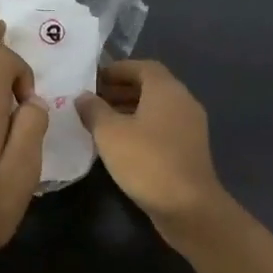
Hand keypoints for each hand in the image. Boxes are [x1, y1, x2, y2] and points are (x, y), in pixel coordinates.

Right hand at [77, 61, 226, 237]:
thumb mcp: (110, 133)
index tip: (92, 79)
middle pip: (150, 87)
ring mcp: (190, 127)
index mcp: (167, 89)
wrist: (188, 206)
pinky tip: (120, 146)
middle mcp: (183, 101)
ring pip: (156, 110)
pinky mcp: (189, 150)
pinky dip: (141, 129)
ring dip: (129, 111)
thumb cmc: (146, 161)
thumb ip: (94, 110)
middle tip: (92, 101)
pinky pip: (162, 129)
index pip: (142, 67)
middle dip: (120, 91)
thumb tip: (83, 97)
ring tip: (100, 123)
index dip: (116, 70)